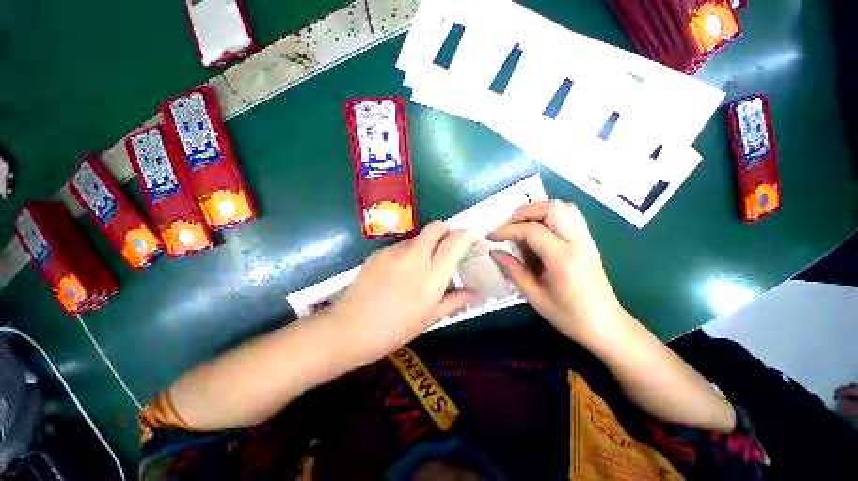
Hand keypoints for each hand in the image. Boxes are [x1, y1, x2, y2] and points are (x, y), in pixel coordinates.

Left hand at [328, 221, 477, 363]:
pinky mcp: (379, 251)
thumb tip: (472, 292)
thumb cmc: (395, 329)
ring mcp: (395, 251)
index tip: (470, 239)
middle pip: (437, 227)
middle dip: (446, 231)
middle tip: (447, 248)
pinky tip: (398, 273)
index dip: (467, 235)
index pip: (455, 241)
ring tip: (419, 268)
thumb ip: (454, 301)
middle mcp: (416, 256)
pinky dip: (407, 253)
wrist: (351, 328)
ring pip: (418, 237)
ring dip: (426, 245)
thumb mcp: (429, 319)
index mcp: (432, 275)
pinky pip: (401, 246)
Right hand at [488, 200, 624, 345]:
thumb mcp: (534, 296)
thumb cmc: (568, 315)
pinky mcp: (588, 240)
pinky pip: (569, 214)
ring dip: (537, 210)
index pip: (532, 230)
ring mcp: (586, 238)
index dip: (507, 230)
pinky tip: (538, 229)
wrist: (605, 324)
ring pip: (562, 206)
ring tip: (521, 225)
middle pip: (551, 208)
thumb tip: (493, 251)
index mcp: (563, 259)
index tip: (491, 236)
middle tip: (507, 227)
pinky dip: (549, 214)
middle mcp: (578, 242)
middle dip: (523, 212)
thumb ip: (512, 270)